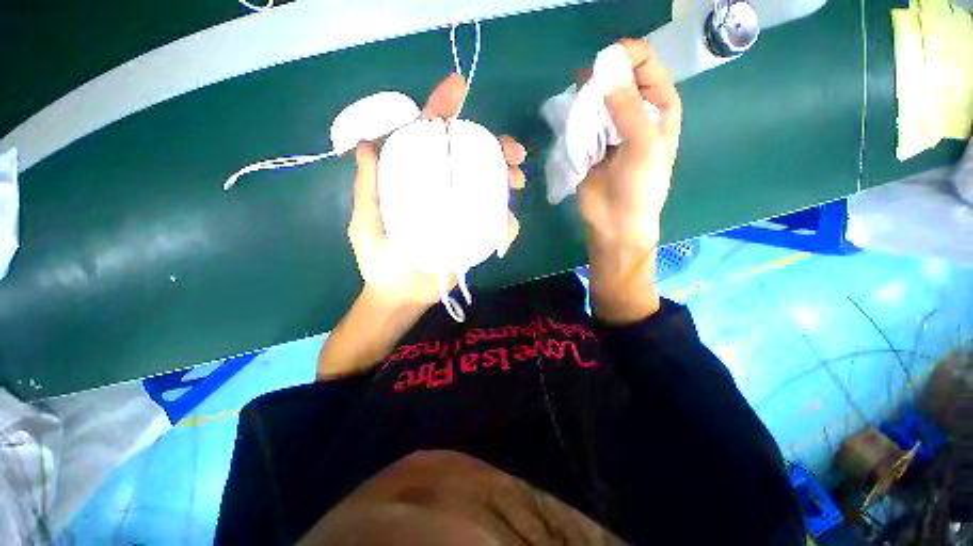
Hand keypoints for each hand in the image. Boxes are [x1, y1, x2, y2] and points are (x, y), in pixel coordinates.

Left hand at [348, 74, 526, 309]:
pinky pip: (497, 223)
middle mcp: (442, 191)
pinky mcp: (475, 235)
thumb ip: (367, 186)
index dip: (442, 111)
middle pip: (471, 159)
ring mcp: (462, 213)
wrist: (401, 295)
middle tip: (513, 154)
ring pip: (490, 186)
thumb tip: (366, 144)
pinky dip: (506, 222)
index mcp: (415, 181)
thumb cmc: (380, 260)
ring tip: (517, 180)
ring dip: (508, 178)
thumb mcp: (365, 221)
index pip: (429, 139)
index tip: (459, 89)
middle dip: (495, 148)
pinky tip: (506, 226)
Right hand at [578, 39, 682, 323]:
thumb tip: (606, 75)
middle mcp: (634, 114)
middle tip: (585, 89)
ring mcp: (608, 130)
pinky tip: (570, 126)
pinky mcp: (588, 145)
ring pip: (596, 100)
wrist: (615, 223)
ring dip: (585, 102)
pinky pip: (580, 123)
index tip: (606, 61)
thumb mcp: (644, 146)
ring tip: (578, 111)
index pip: (647, 67)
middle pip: (618, 80)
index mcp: (658, 109)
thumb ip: (628, 110)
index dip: (629, 57)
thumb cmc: (639, 188)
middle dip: (602, 80)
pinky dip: (574, 120)